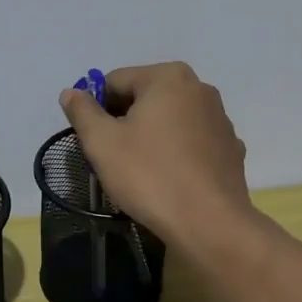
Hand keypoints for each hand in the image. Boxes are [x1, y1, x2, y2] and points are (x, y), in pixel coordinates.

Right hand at [59, 62, 250, 246]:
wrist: (209, 224)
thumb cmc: (150, 175)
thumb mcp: (102, 143)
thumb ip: (82, 111)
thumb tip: (71, 93)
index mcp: (168, 77)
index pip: (115, 81)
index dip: (95, 108)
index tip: (91, 139)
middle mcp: (200, 88)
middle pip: (145, 98)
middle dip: (124, 121)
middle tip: (112, 156)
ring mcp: (220, 119)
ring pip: (170, 120)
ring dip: (150, 136)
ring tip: (141, 171)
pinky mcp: (230, 149)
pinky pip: (191, 142)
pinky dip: (175, 153)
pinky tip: (169, 179)